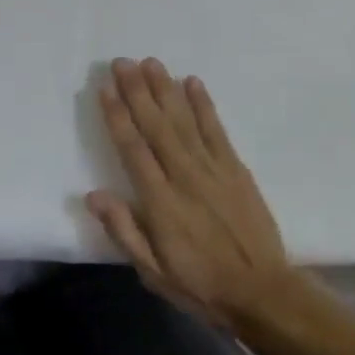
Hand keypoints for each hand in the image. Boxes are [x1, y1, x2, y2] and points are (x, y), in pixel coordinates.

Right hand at [86, 57, 300, 331]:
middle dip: (137, 91)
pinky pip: (216, 129)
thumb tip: (93, 195)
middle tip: (122, 62)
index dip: (117, 116)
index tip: (105, 88)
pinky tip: (192, 82)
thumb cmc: (200, 285)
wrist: (262, 292)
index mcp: (160, 201)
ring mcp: (212, 168)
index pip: (133, 148)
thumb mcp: (153, 272)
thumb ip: (124, 230)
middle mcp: (184, 175)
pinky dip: (204, 104)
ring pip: (183, 120)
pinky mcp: (235, 167)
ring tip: (151, 62)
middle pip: (156, 125)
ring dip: (165, 89)